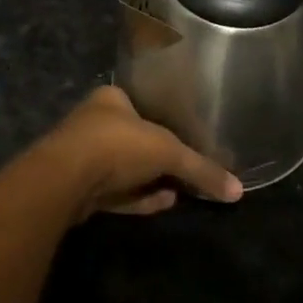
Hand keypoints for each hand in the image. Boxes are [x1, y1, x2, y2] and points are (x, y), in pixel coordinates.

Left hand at [31, 87, 243, 222]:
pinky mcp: (79, 189)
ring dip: (150, 179)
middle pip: (133, 138)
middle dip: (157, 155)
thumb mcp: (167, 152)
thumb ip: (201, 169)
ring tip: (180, 190)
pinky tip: (163, 203)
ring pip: (124, 168)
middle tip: (186, 167)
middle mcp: (94, 122)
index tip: (185, 136)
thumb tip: (237, 190)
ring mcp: (84, 157)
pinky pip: (116, 193)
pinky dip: (138, 198)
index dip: (164, 119)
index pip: (141, 104)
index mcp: (111, 98)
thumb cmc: (117, 145)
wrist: (65, 181)